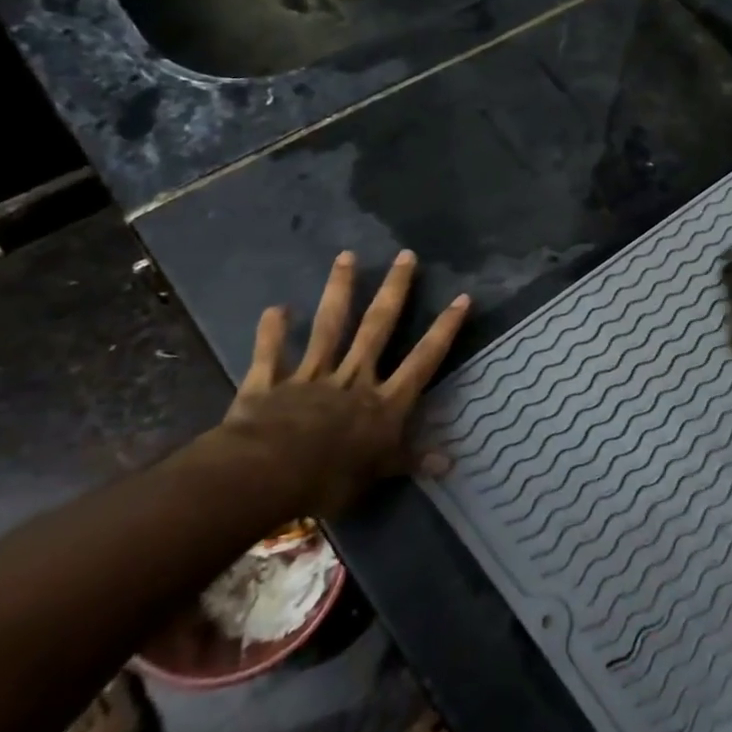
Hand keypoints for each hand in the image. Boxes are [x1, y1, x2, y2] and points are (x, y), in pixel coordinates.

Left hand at [221, 250, 469, 515]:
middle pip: (378, 327)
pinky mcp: (271, 383)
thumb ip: (411, 461)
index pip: (423, 359)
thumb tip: (450, 463)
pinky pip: (272, 354)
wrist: (269, 473)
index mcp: (384, 401)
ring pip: (330, 327)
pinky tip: (275, 308)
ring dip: (339, 290)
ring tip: (347, 255)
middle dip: (395, 290)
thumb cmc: (332, 477)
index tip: (461, 298)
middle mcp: (354, 377)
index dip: (444, 329)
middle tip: (406, 255)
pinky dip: (272, 332)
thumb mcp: (379, 473)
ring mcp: (312, 375)